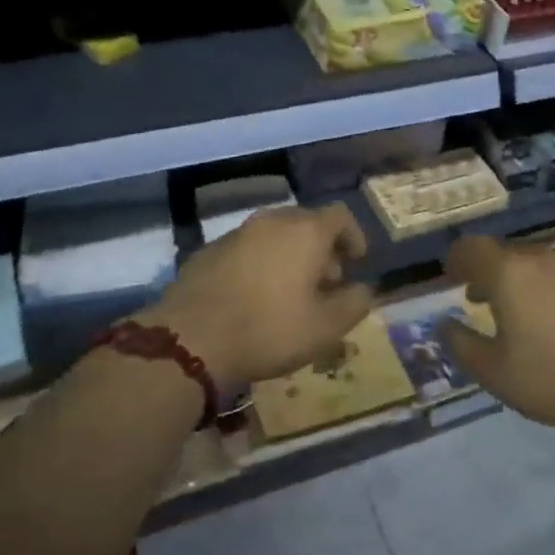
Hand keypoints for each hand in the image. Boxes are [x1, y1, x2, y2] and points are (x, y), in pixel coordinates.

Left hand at [138, 204, 373, 388]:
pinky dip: (260, 263)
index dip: (353, 235)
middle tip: (326, 282)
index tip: (357, 261)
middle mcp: (272, 221)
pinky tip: (254, 296)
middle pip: (306, 222)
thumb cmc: (269, 330)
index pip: (339, 216)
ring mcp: (236, 233)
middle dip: (322, 248)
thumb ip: (354, 303)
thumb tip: (364, 289)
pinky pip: (246, 249)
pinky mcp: (208, 250)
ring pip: (274, 234)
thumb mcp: (326, 328)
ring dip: (289, 255)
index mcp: (305, 232)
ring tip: (290, 291)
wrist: (191, 339)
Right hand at [442, 234, 554, 435]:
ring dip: (521, 283)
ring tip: (519, 315)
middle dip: (487, 272)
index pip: (471, 248)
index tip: (450, 277)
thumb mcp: (494, 372)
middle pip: (506, 254)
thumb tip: (443, 325)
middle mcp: (542, 261)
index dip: (456, 260)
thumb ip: (462, 346)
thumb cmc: (553, 377)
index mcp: (509, 273)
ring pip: (538, 266)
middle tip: (479, 299)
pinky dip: (552, 296)